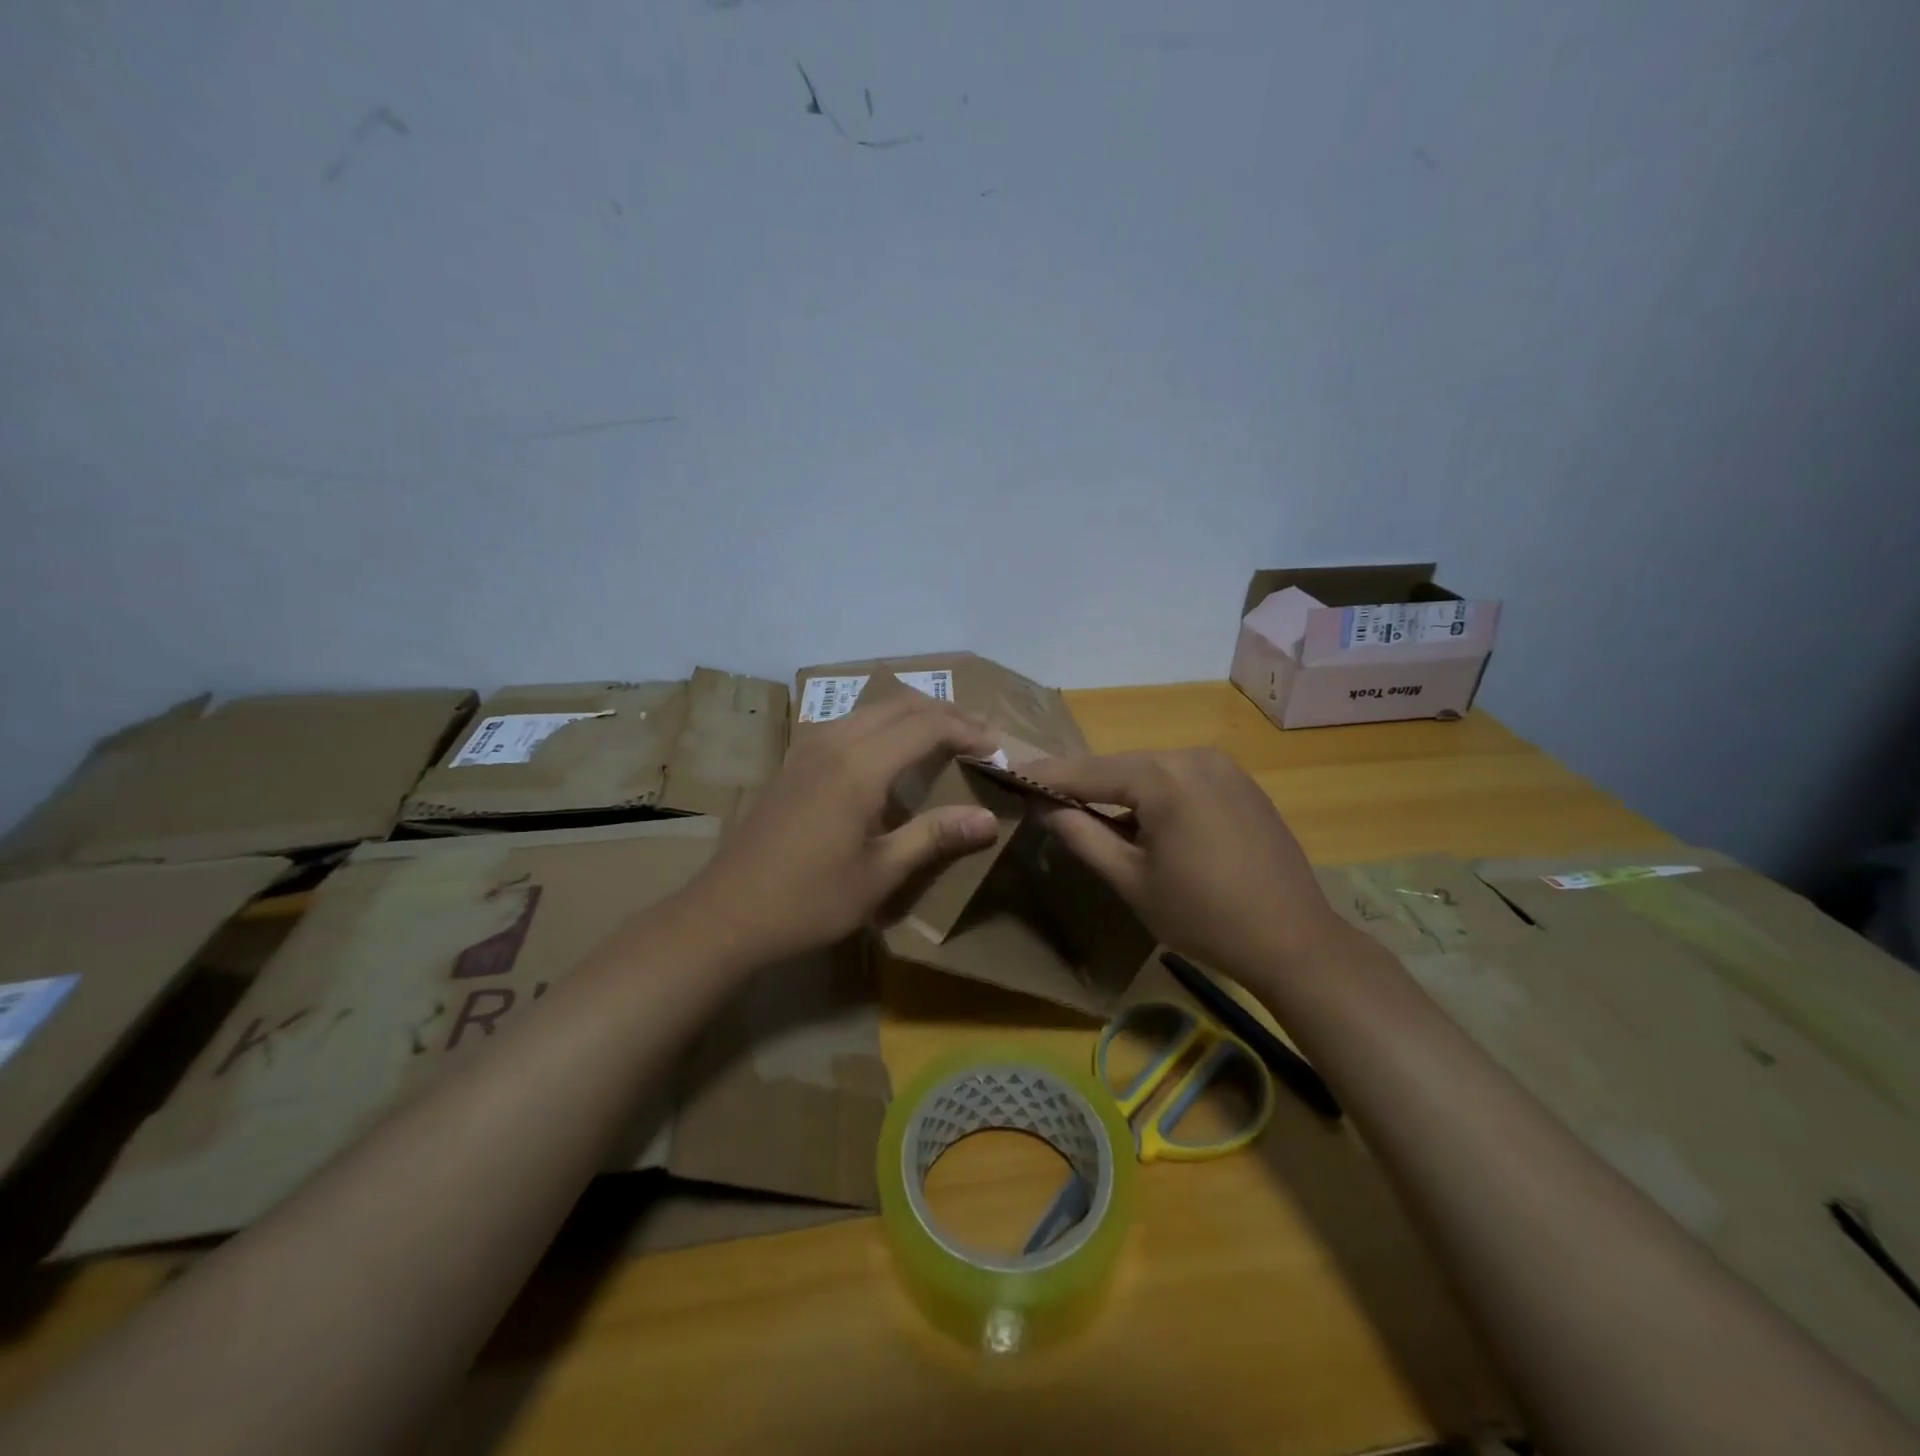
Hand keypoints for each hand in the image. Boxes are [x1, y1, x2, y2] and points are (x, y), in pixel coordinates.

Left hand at [679, 692, 1001, 966]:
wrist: (726, 913)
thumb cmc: (808, 900)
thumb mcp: (879, 875)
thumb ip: (934, 837)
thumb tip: (988, 819)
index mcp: (858, 767)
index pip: (926, 727)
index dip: (967, 732)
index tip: (998, 748)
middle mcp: (833, 742)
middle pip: (900, 704)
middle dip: (946, 713)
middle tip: (980, 736)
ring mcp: (808, 747)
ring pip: (872, 709)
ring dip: (914, 715)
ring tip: (945, 738)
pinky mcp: (794, 759)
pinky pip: (850, 722)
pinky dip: (884, 725)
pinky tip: (892, 753)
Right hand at [1026, 748, 1353, 983]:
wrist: (1294, 941)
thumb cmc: (1203, 916)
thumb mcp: (1130, 880)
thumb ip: (1081, 835)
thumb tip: (1044, 805)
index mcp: (1164, 777)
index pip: (1087, 770)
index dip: (1046, 775)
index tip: (1009, 774)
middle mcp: (1193, 756)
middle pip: (1120, 766)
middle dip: (1082, 783)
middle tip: (1044, 798)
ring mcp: (1222, 766)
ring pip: (1150, 771)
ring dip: (1118, 790)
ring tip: (1087, 812)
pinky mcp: (1240, 782)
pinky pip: (1180, 779)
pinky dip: (1153, 794)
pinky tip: (1143, 821)